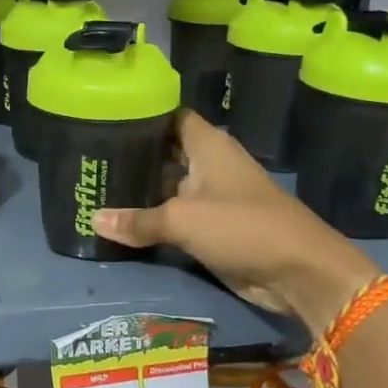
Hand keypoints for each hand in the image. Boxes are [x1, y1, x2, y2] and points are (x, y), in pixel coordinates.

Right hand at [92, 111, 377, 336]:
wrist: (299, 272)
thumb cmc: (242, 227)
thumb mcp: (182, 220)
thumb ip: (137, 220)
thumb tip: (93, 219)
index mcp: (208, 145)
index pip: (170, 117)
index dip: (141, 115)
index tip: (105, 118)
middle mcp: (209, 165)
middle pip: (164, 152)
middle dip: (132, 155)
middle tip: (89, 158)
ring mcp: (211, 197)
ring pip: (167, 186)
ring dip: (139, 191)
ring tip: (95, 186)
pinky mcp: (213, 227)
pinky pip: (174, 217)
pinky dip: (152, 219)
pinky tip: (120, 221)